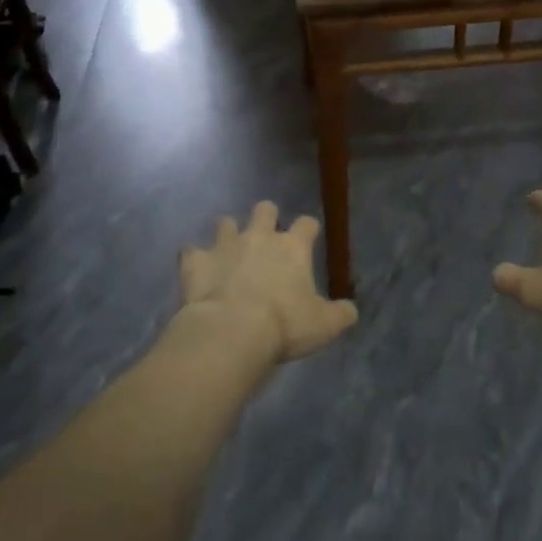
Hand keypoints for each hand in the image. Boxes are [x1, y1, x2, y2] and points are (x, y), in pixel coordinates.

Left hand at [179, 201, 357, 362]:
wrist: (232, 331)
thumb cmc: (285, 325)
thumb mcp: (325, 325)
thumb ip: (341, 314)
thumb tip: (350, 311)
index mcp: (293, 247)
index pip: (307, 224)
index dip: (308, 229)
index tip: (309, 239)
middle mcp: (259, 237)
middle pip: (265, 209)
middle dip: (266, 217)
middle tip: (266, 237)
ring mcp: (224, 245)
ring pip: (225, 222)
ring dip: (228, 233)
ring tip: (229, 250)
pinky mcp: (195, 261)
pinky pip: (190, 251)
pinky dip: (194, 258)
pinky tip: (196, 269)